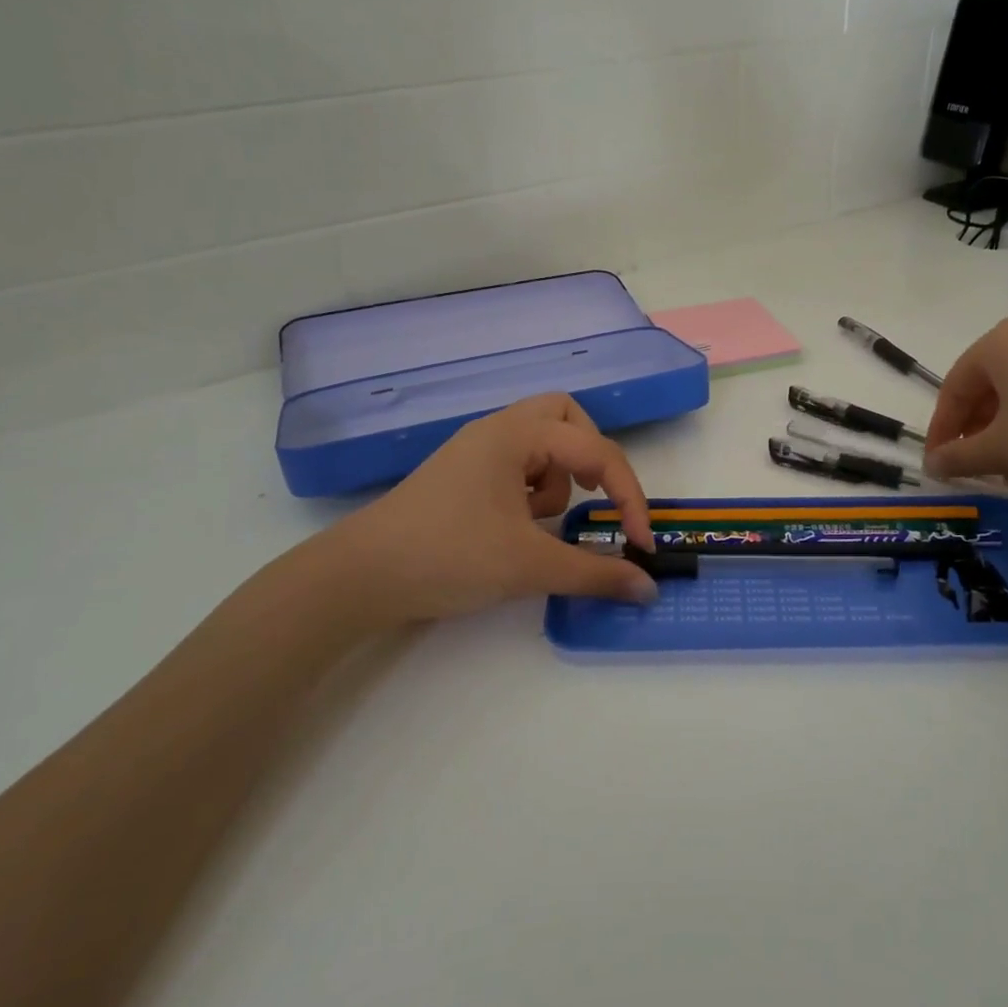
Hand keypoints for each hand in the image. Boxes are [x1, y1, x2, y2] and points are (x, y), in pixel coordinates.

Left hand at [321, 394, 658, 623]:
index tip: (641, 543)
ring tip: (540, 522)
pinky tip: (514, 528)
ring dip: (558, 476)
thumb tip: (647, 590)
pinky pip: (516, 463)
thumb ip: (596, 575)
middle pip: (566, 416)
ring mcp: (476, 450)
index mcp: (517, 435)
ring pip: (541, 440)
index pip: (597, 451)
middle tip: (593, 496)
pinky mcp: (463, 475)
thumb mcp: (530, 567)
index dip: (629, 497)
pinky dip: (531, 488)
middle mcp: (497, 430)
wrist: (360, 576)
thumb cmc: (449, 556)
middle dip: (591, 456)